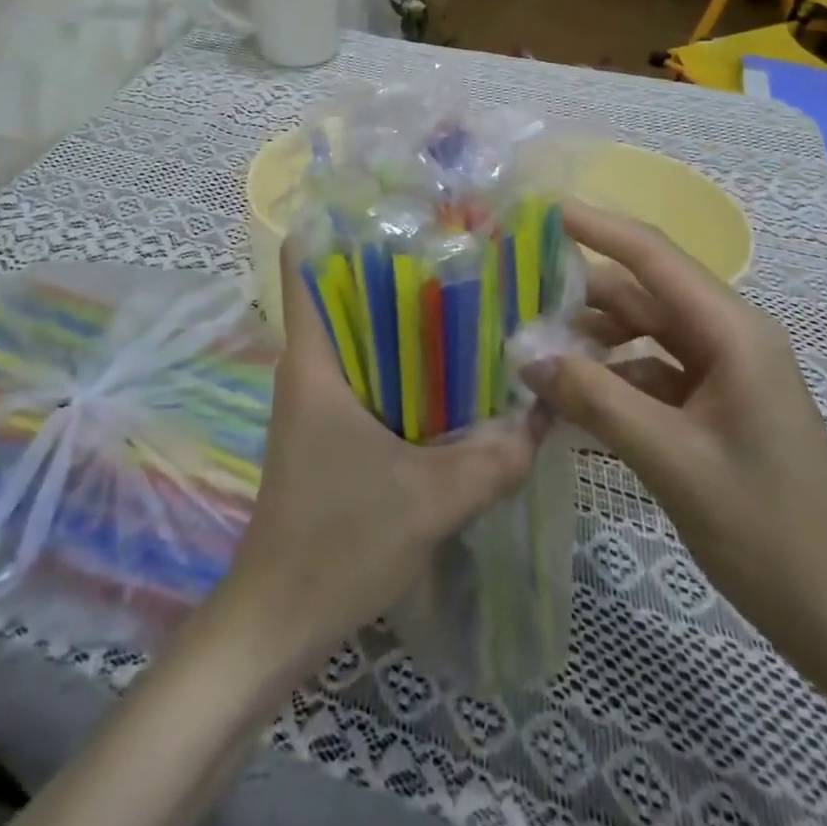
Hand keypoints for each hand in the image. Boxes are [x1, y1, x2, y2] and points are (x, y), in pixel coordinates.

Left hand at [217, 240, 548, 663]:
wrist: (281, 618)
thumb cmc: (338, 541)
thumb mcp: (431, 499)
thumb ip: (495, 457)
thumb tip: (546, 415)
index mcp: (314, 358)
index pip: (301, 261)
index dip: (336, 223)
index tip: (397, 208)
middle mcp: (310, 365)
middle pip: (344, 289)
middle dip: (396, 266)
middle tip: (462, 250)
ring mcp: (317, 398)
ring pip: (360, 334)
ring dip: (405, 319)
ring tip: (470, 299)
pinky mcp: (330, 429)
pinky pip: (368, 375)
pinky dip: (404, 366)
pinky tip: (455, 375)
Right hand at [519, 201, 826, 671]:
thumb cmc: (768, 531)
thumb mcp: (670, 460)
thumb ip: (595, 399)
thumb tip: (526, 355)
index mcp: (732, 331)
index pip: (651, 255)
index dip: (595, 226)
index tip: (538, 211)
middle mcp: (727, 337)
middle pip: (640, 293)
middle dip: (577, 292)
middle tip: (511, 293)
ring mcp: (722, 372)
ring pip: (641, 334)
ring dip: (589, 339)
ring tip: (529, 351)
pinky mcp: (714, 406)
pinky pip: (650, 372)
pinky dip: (610, 378)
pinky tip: (569, 401)